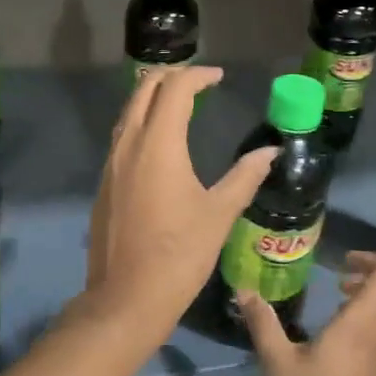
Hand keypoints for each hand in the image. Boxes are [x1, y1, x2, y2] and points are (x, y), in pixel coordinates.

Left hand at [82, 65, 275, 345]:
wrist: (126, 299)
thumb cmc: (179, 255)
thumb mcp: (219, 214)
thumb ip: (245, 176)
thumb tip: (270, 152)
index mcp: (158, 144)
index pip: (175, 89)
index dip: (198, 76)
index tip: (218, 78)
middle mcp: (129, 143)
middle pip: (144, 89)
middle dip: (171, 76)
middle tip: (199, 82)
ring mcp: (111, 162)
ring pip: (129, 110)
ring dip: (152, 96)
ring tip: (181, 102)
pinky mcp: (105, 181)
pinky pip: (122, 134)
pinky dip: (141, 120)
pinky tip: (160, 140)